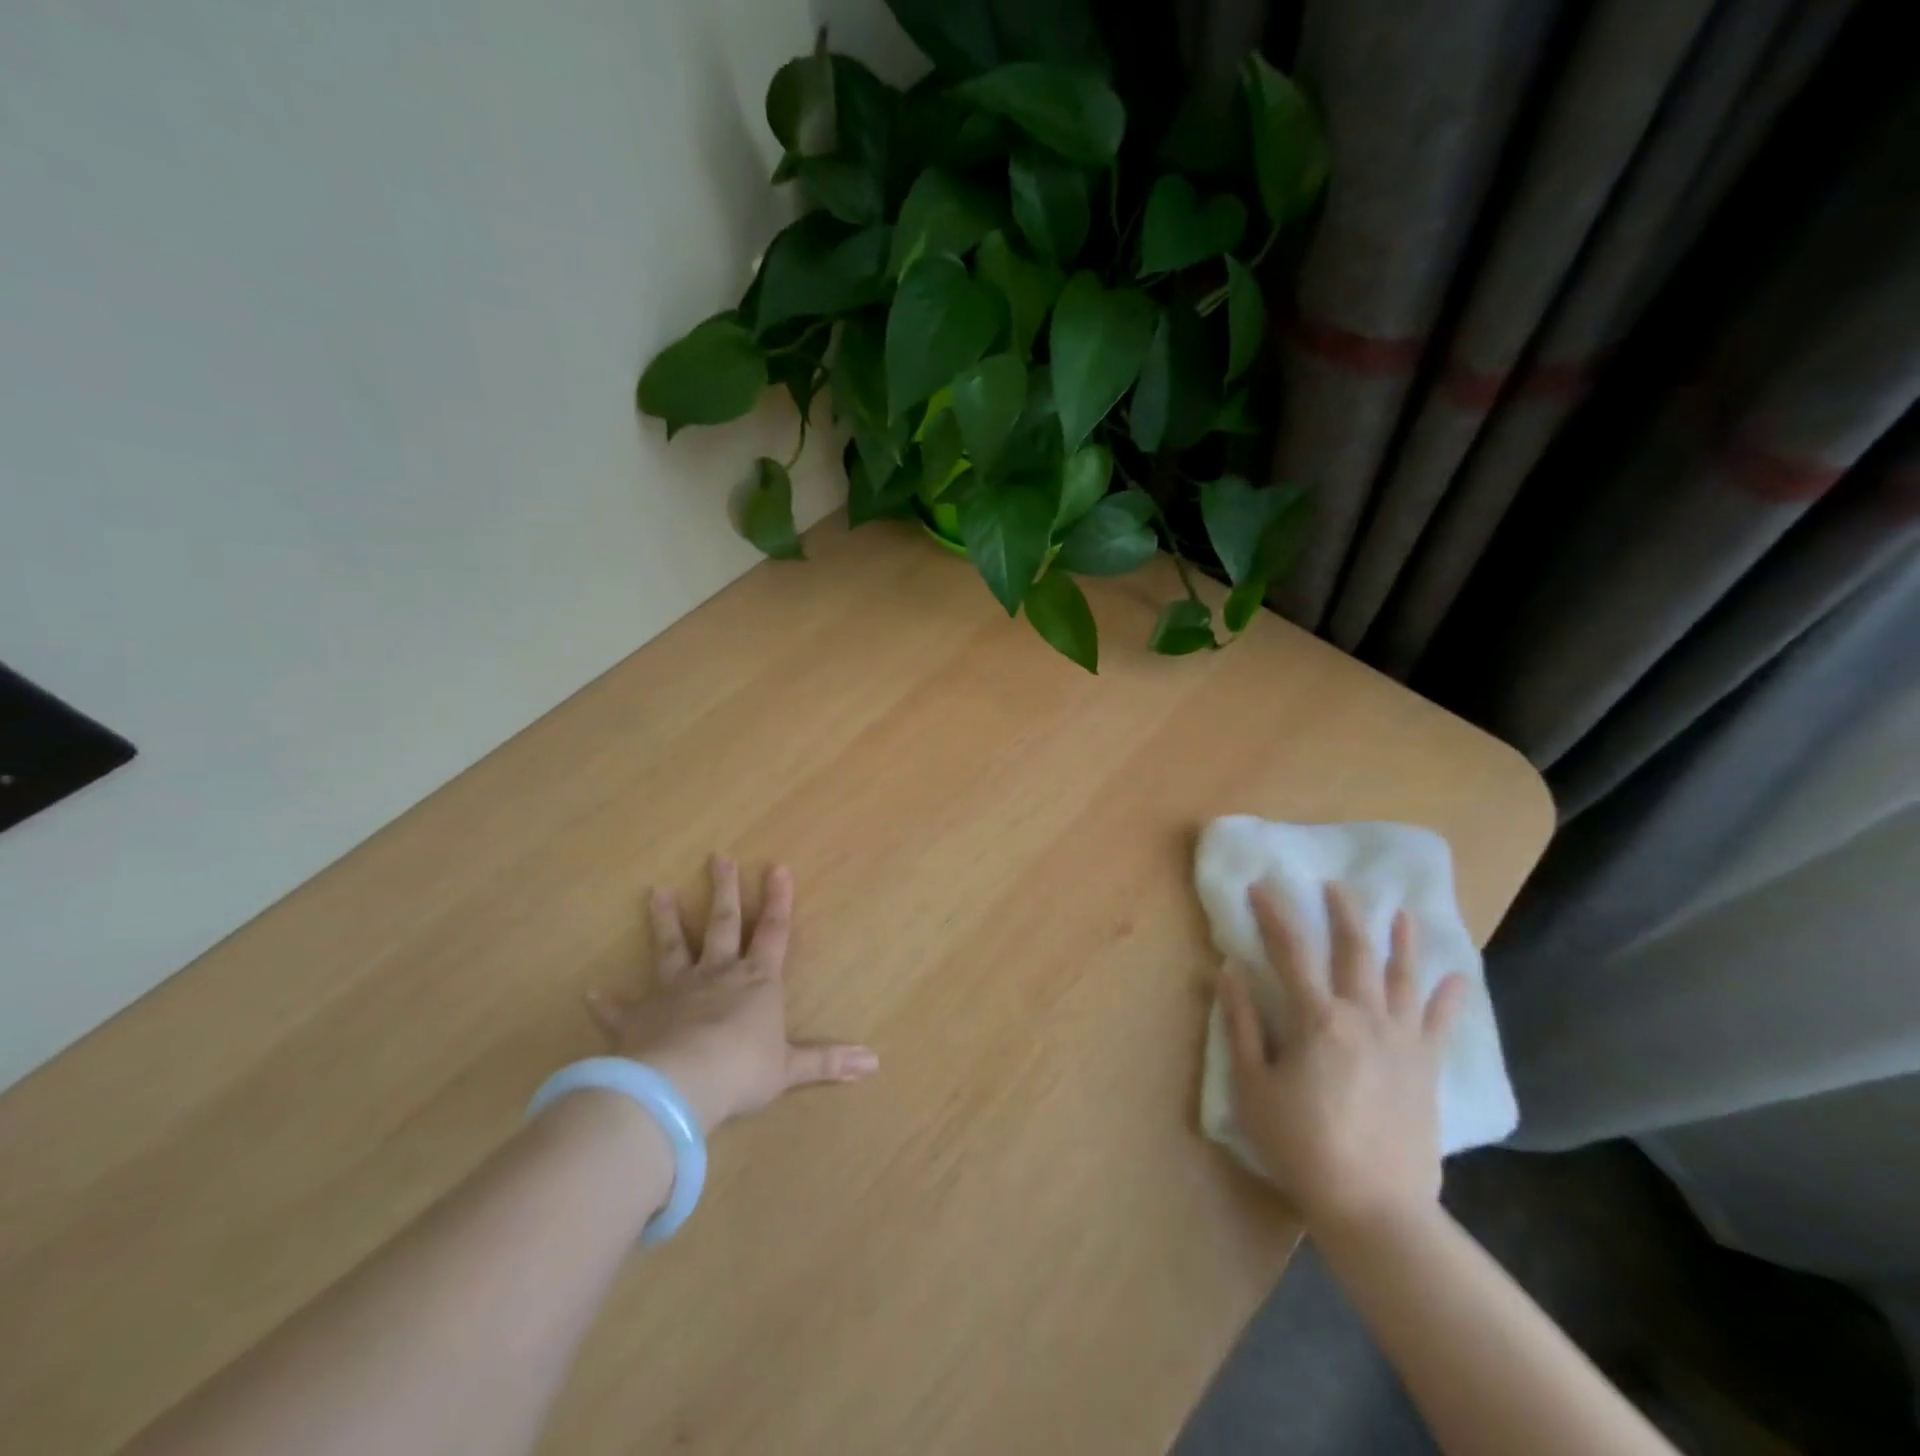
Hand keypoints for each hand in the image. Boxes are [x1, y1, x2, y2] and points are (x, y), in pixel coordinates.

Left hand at [585, 856, 876, 1133]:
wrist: (682, 1084)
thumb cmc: (743, 1070)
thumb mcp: (790, 1068)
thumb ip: (828, 1062)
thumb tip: (875, 1063)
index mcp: (756, 981)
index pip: (773, 931)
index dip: (777, 900)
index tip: (776, 866)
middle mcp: (717, 975)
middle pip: (722, 923)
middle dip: (724, 890)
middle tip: (718, 856)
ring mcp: (675, 992)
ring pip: (671, 947)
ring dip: (666, 920)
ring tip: (658, 891)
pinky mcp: (639, 1018)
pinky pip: (621, 1008)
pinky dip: (608, 1002)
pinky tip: (592, 991)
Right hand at [1220, 880, 1466, 1235]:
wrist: (1374, 1207)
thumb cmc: (1301, 1145)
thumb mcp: (1253, 1086)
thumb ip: (1240, 1024)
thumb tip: (1228, 972)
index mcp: (1317, 1019)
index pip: (1290, 951)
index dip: (1273, 914)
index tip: (1260, 886)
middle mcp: (1364, 1017)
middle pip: (1354, 950)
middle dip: (1342, 912)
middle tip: (1333, 884)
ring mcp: (1402, 1040)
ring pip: (1402, 976)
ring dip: (1399, 940)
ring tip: (1400, 911)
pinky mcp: (1426, 1066)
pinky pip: (1440, 1022)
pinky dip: (1449, 997)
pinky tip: (1457, 976)